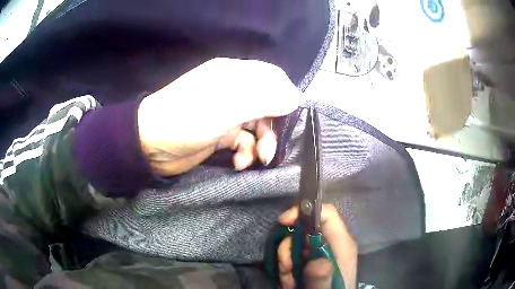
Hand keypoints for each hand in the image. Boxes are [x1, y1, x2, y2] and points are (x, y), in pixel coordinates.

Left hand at [137, 58, 301, 175]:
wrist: (149, 145)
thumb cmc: (188, 118)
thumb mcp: (229, 105)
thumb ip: (265, 98)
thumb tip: (297, 97)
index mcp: (234, 75)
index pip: (272, 78)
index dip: (286, 97)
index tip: (290, 119)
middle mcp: (232, 91)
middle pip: (267, 105)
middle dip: (273, 128)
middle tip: (271, 149)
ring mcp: (226, 114)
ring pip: (257, 126)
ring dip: (261, 144)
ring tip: (256, 160)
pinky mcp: (219, 134)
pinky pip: (242, 142)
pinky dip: (244, 153)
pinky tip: (239, 163)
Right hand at [277, 204, 357, 288]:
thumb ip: (322, 277)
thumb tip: (318, 262)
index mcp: (341, 244)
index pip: (327, 213)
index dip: (305, 211)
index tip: (283, 222)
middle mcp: (331, 244)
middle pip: (305, 229)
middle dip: (289, 247)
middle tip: (287, 268)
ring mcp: (320, 253)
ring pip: (295, 244)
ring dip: (286, 262)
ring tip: (290, 282)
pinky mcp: (311, 261)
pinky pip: (293, 257)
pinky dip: (287, 269)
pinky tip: (291, 283)